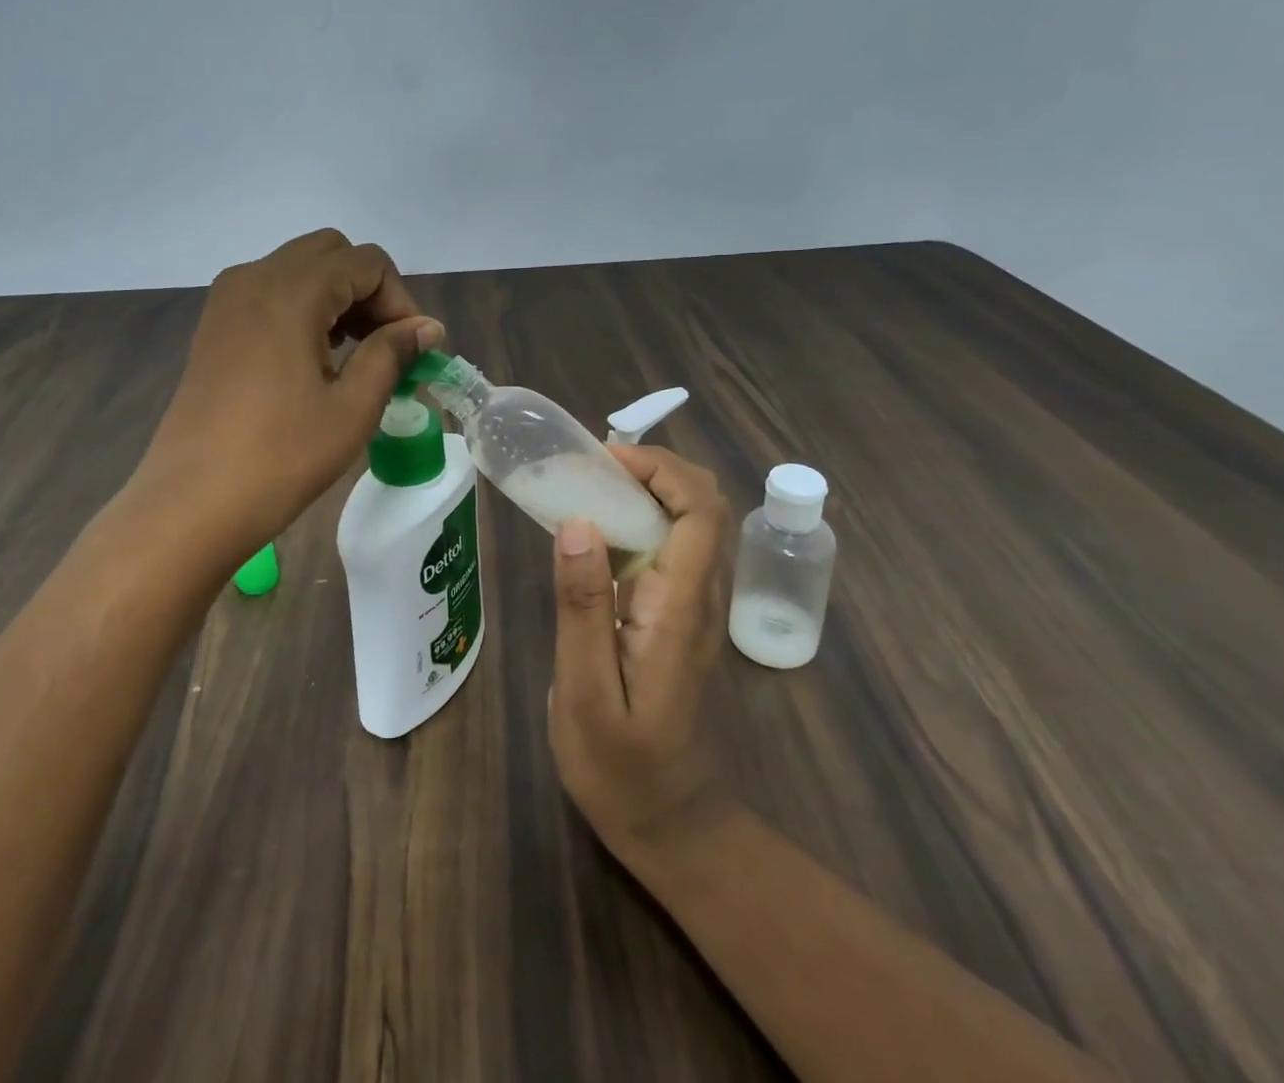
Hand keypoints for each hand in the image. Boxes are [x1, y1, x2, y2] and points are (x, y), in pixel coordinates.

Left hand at [136, 229, 443, 552]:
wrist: (192, 503)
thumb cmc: (281, 456)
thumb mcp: (353, 406)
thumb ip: (393, 353)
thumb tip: (428, 327)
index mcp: (291, 290)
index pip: (367, 263)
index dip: (401, 301)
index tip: (413, 351)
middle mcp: (255, 277)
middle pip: (331, 254)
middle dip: (369, 291)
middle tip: (386, 346)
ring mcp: (227, 300)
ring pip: (300, 270)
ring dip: (338, 298)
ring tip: (355, 356)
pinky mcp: (215, 325)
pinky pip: (271, 293)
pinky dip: (304, 309)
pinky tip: (315, 359)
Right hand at [549, 444, 733, 862]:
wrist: (671, 823)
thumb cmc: (621, 766)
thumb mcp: (585, 690)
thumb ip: (583, 606)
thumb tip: (579, 521)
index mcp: (681, 607)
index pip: (700, 512)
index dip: (661, 468)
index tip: (605, 459)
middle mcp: (702, 598)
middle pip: (705, 506)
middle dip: (656, 469)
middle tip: (593, 466)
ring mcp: (697, 608)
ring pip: (695, 523)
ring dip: (652, 489)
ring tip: (590, 485)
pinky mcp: (682, 618)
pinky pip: (677, 548)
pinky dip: (646, 519)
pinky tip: (601, 530)